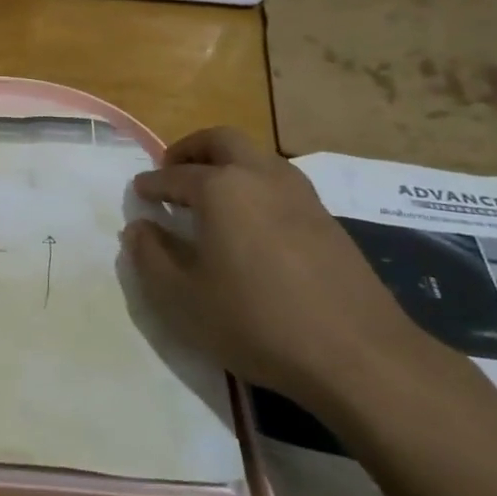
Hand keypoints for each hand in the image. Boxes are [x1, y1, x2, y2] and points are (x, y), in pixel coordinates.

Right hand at [124, 128, 424, 414]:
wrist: (358, 355)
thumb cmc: (256, 321)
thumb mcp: (182, 298)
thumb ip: (150, 256)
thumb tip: (139, 228)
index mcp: (221, 188)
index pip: (175, 175)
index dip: (152, 183)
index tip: (138, 192)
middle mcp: (261, 177)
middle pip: (222, 140)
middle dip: (192, 149)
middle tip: (173, 172)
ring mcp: (301, 195)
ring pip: (257, 157)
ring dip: (228, 163)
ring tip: (210, 195)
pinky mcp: (327, 220)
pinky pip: (281, 184)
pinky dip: (255, 186)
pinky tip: (251, 223)